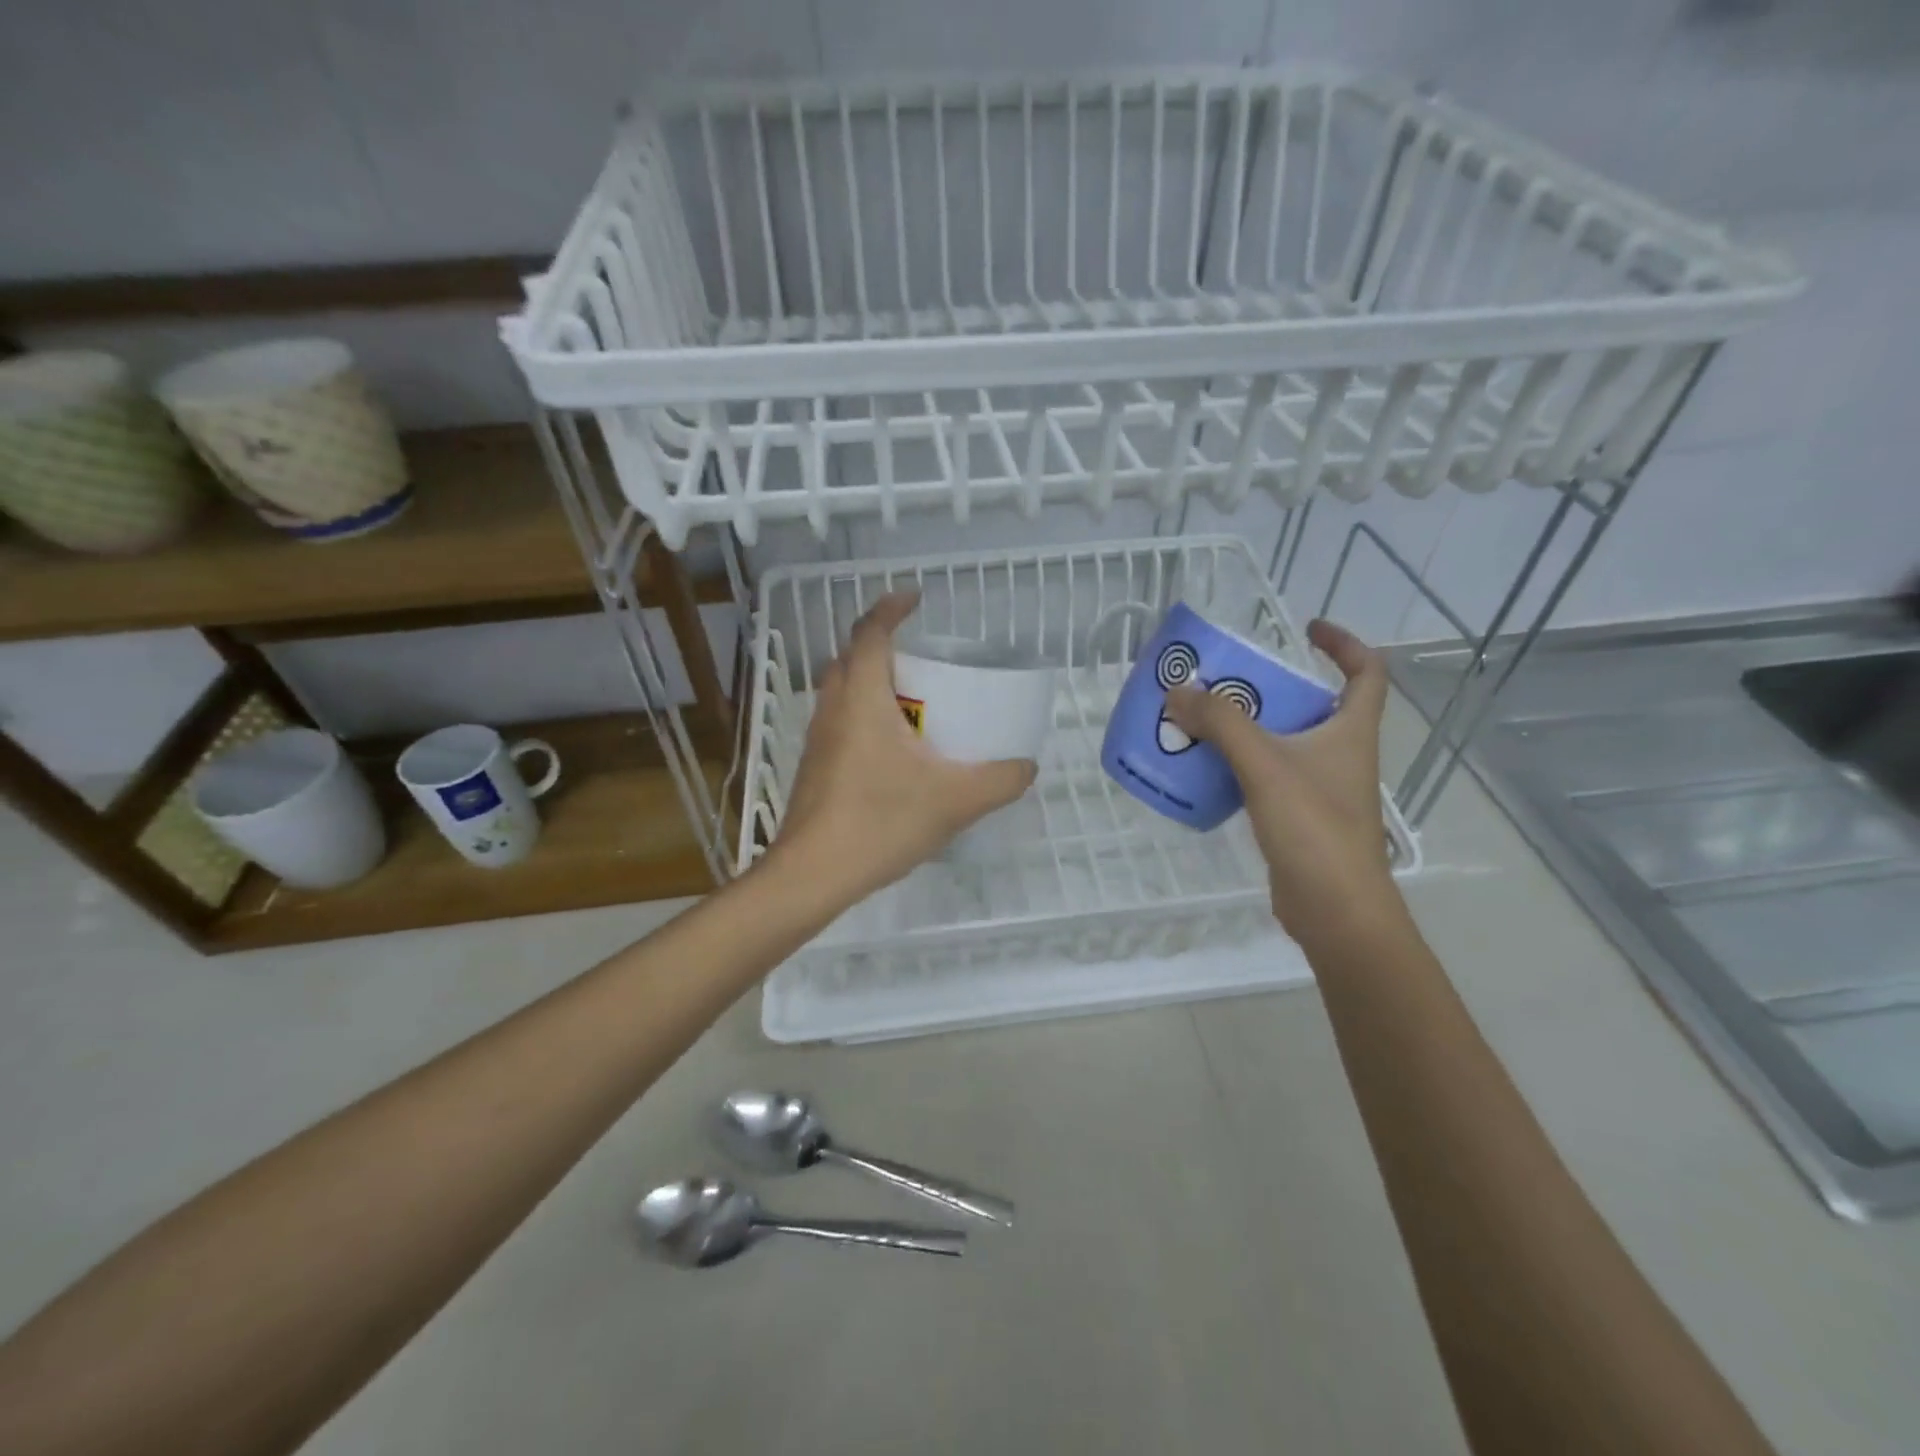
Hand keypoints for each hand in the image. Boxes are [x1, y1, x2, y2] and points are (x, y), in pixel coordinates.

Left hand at [768, 591, 1037, 907]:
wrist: (813, 874)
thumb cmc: (880, 822)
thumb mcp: (955, 800)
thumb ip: (1000, 780)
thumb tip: (1027, 766)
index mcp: (862, 698)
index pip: (870, 632)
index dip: (891, 608)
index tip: (915, 598)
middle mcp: (833, 708)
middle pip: (851, 656)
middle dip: (882, 644)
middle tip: (922, 658)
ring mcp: (817, 739)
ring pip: (842, 690)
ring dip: (872, 682)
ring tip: (912, 702)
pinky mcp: (814, 767)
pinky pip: (840, 722)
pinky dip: (864, 716)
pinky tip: (894, 753)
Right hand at [1164, 619, 1396, 939]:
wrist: (1335, 910)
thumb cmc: (1314, 827)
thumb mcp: (1265, 764)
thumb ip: (1221, 723)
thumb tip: (1177, 691)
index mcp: (1351, 731)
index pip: (1367, 672)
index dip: (1343, 644)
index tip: (1306, 630)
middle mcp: (1341, 754)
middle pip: (1311, 705)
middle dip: (1269, 688)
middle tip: (1224, 680)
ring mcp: (1321, 788)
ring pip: (1283, 742)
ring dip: (1246, 728)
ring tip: (1201, 720)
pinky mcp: (1298, 817)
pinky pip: (1266, 776)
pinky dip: (1238, 766)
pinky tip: (1204, 769)